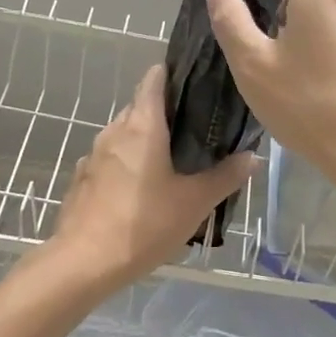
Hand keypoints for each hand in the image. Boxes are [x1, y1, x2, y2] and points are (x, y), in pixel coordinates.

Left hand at [49, 64, 257, 293]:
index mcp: (142, 126)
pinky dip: (128, 164)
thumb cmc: (143, 224)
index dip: (174, 73)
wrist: (83, 263)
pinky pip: (110, 160)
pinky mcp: (82, 179)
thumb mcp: (194, 203)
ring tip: (173, 161)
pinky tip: (142, 190)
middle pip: (140, 106)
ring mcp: (93, 155)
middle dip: (166, 113)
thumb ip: (225, 176)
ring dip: (146, 141)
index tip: (197, 81)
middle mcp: (114, 131)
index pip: (154, 78)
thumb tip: (253, 156)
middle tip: (197, 129)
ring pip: (124, 135)